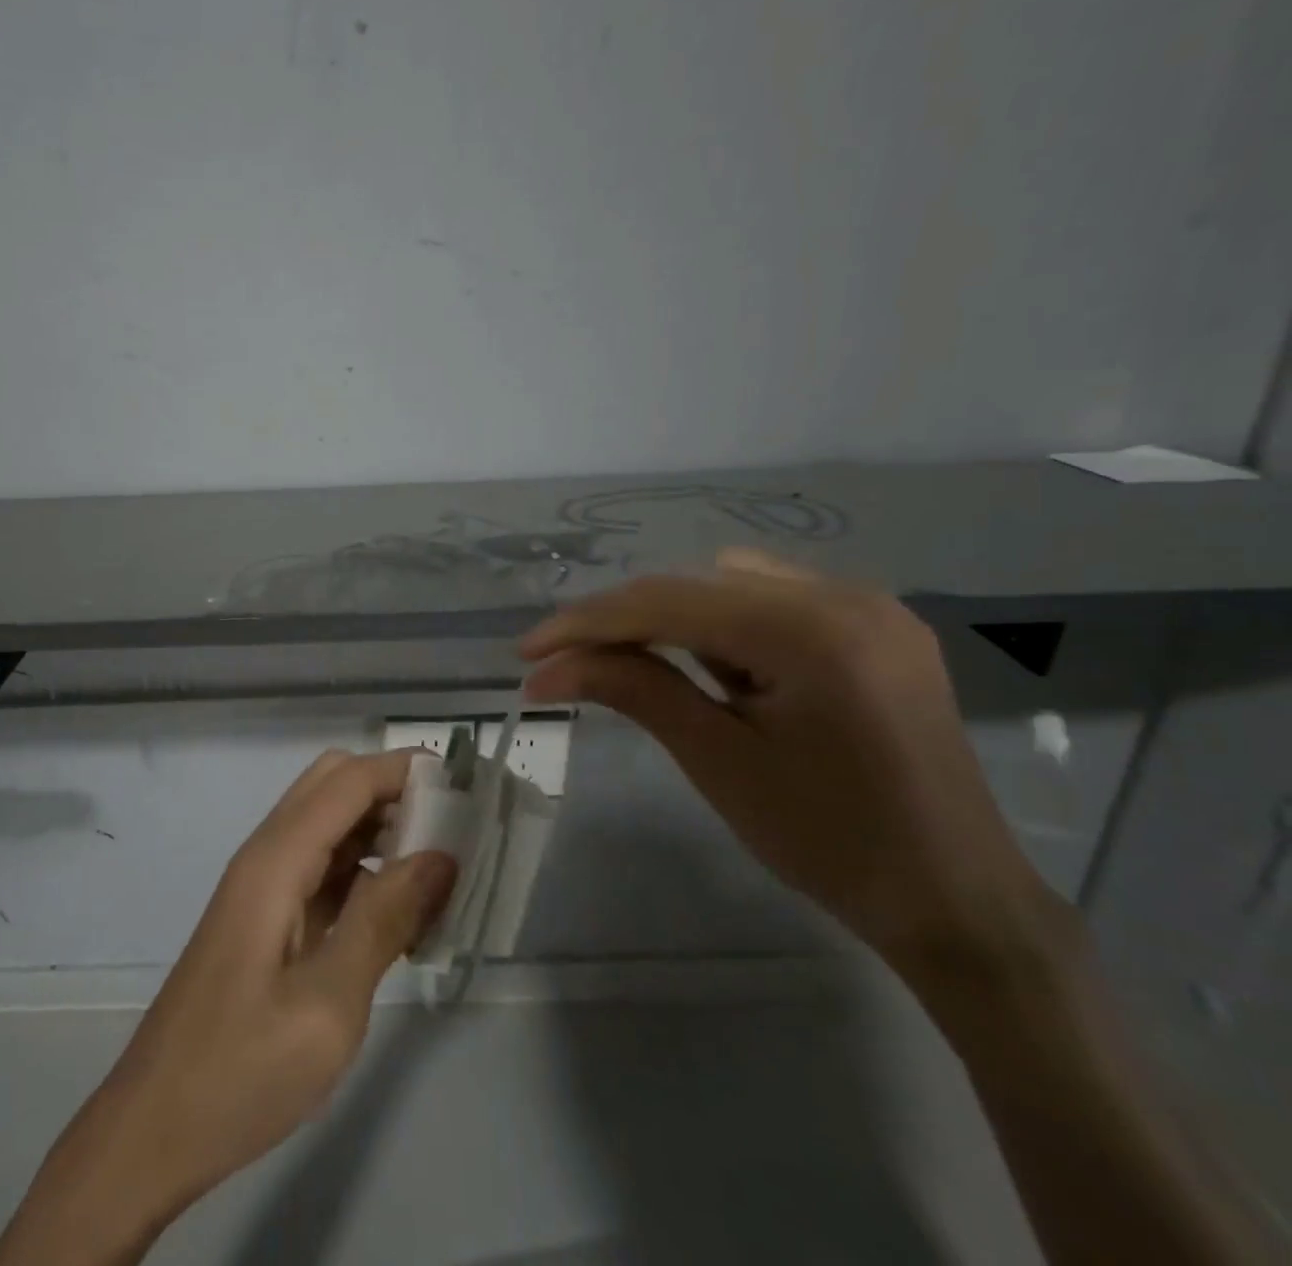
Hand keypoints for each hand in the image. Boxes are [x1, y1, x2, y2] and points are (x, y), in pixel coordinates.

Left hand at [0, 750, 456, 1265]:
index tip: (465, 784)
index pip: (348, 781)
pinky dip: (363, 869)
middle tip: (451, 830)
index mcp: (276, 861)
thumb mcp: (329, 1004)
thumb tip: (441, 854)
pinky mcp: (264, 916)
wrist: (153, 1132)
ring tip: (439, 871)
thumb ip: (385, 919)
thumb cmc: (241, 1071)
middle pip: (333, 785)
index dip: (405, 769)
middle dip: (394, 791)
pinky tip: (400, 912)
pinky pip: (321, 866)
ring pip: (328, 823)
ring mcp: (262, 886)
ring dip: (381, 829)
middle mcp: (266, 855)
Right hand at [521, 549, 1059, 970]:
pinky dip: (722, 625)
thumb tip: (548, 668)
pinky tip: (718, 672)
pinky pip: (771, 600)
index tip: (527, 653)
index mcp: (812, 630)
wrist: (958, 901)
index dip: (587, 624)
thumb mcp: (718, 761)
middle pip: (694, 584)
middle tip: (565, 663)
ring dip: (672, 619)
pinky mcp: (874, 626)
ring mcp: (868, 605)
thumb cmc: (831, 841)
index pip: (668, 603)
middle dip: (622, 621)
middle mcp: (844, 594)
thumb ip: (633, 691)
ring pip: (728, 584)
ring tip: (649, 675)